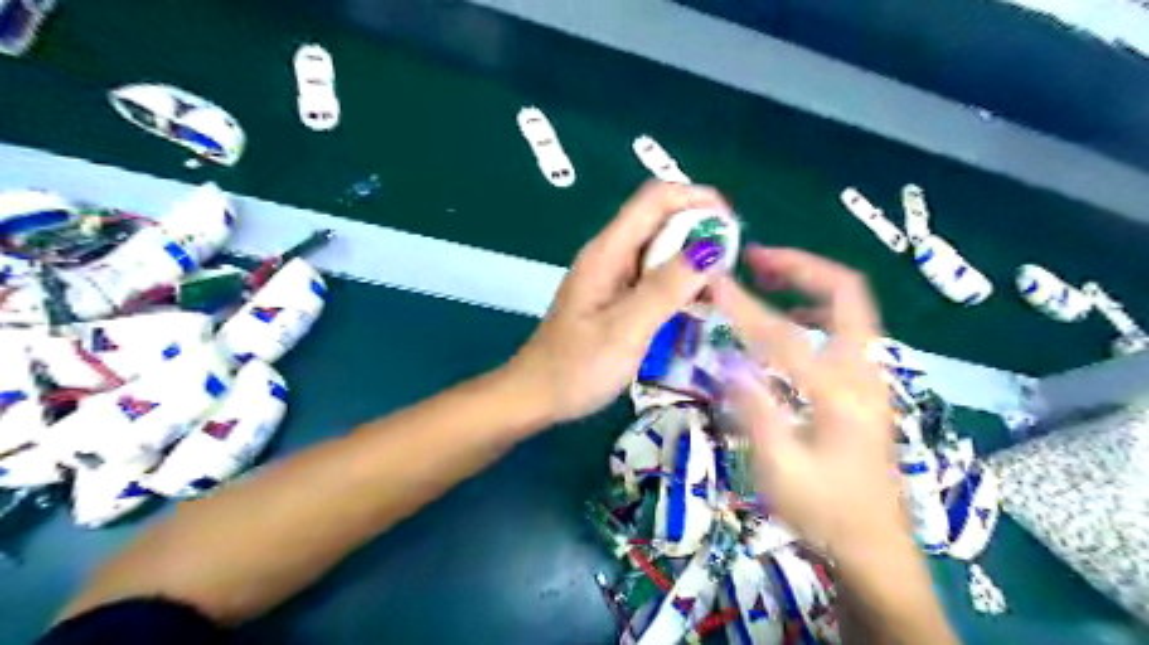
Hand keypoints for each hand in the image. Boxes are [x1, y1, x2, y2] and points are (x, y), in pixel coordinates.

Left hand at [508, 183, 724, 423]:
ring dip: (692, 263)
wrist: (535, 396)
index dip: (698, 199)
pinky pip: (654, 277)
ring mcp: (612, 276)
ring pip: (661, 250)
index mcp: (608, 251)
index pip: (656, 197)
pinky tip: (693, 310)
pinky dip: (678, 284)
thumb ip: (667, 287)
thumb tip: (711, 246)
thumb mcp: (626, 329)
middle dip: (700, 234)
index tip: (732, 229)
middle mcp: (610, 255)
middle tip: (728, 274)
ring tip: (717, 295)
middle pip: (661, 220)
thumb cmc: (576, 367)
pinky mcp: (615, 297)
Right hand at [716, 246, 901, 553]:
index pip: (782, 334)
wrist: (874, 545)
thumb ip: (756, 411)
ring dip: (810, 283)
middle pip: (847, 292)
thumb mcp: (781, 471)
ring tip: (768, 278)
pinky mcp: (866, 385)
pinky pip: (846, 328)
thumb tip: (730, 361)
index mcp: (840, 392)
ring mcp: (870, 376)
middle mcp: (863, 372)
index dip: (744, 305)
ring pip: (851, 307)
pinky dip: (817, 309)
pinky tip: (791, 322)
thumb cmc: (824, 512)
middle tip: (758, 258)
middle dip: (802, 266)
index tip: (715, 280)